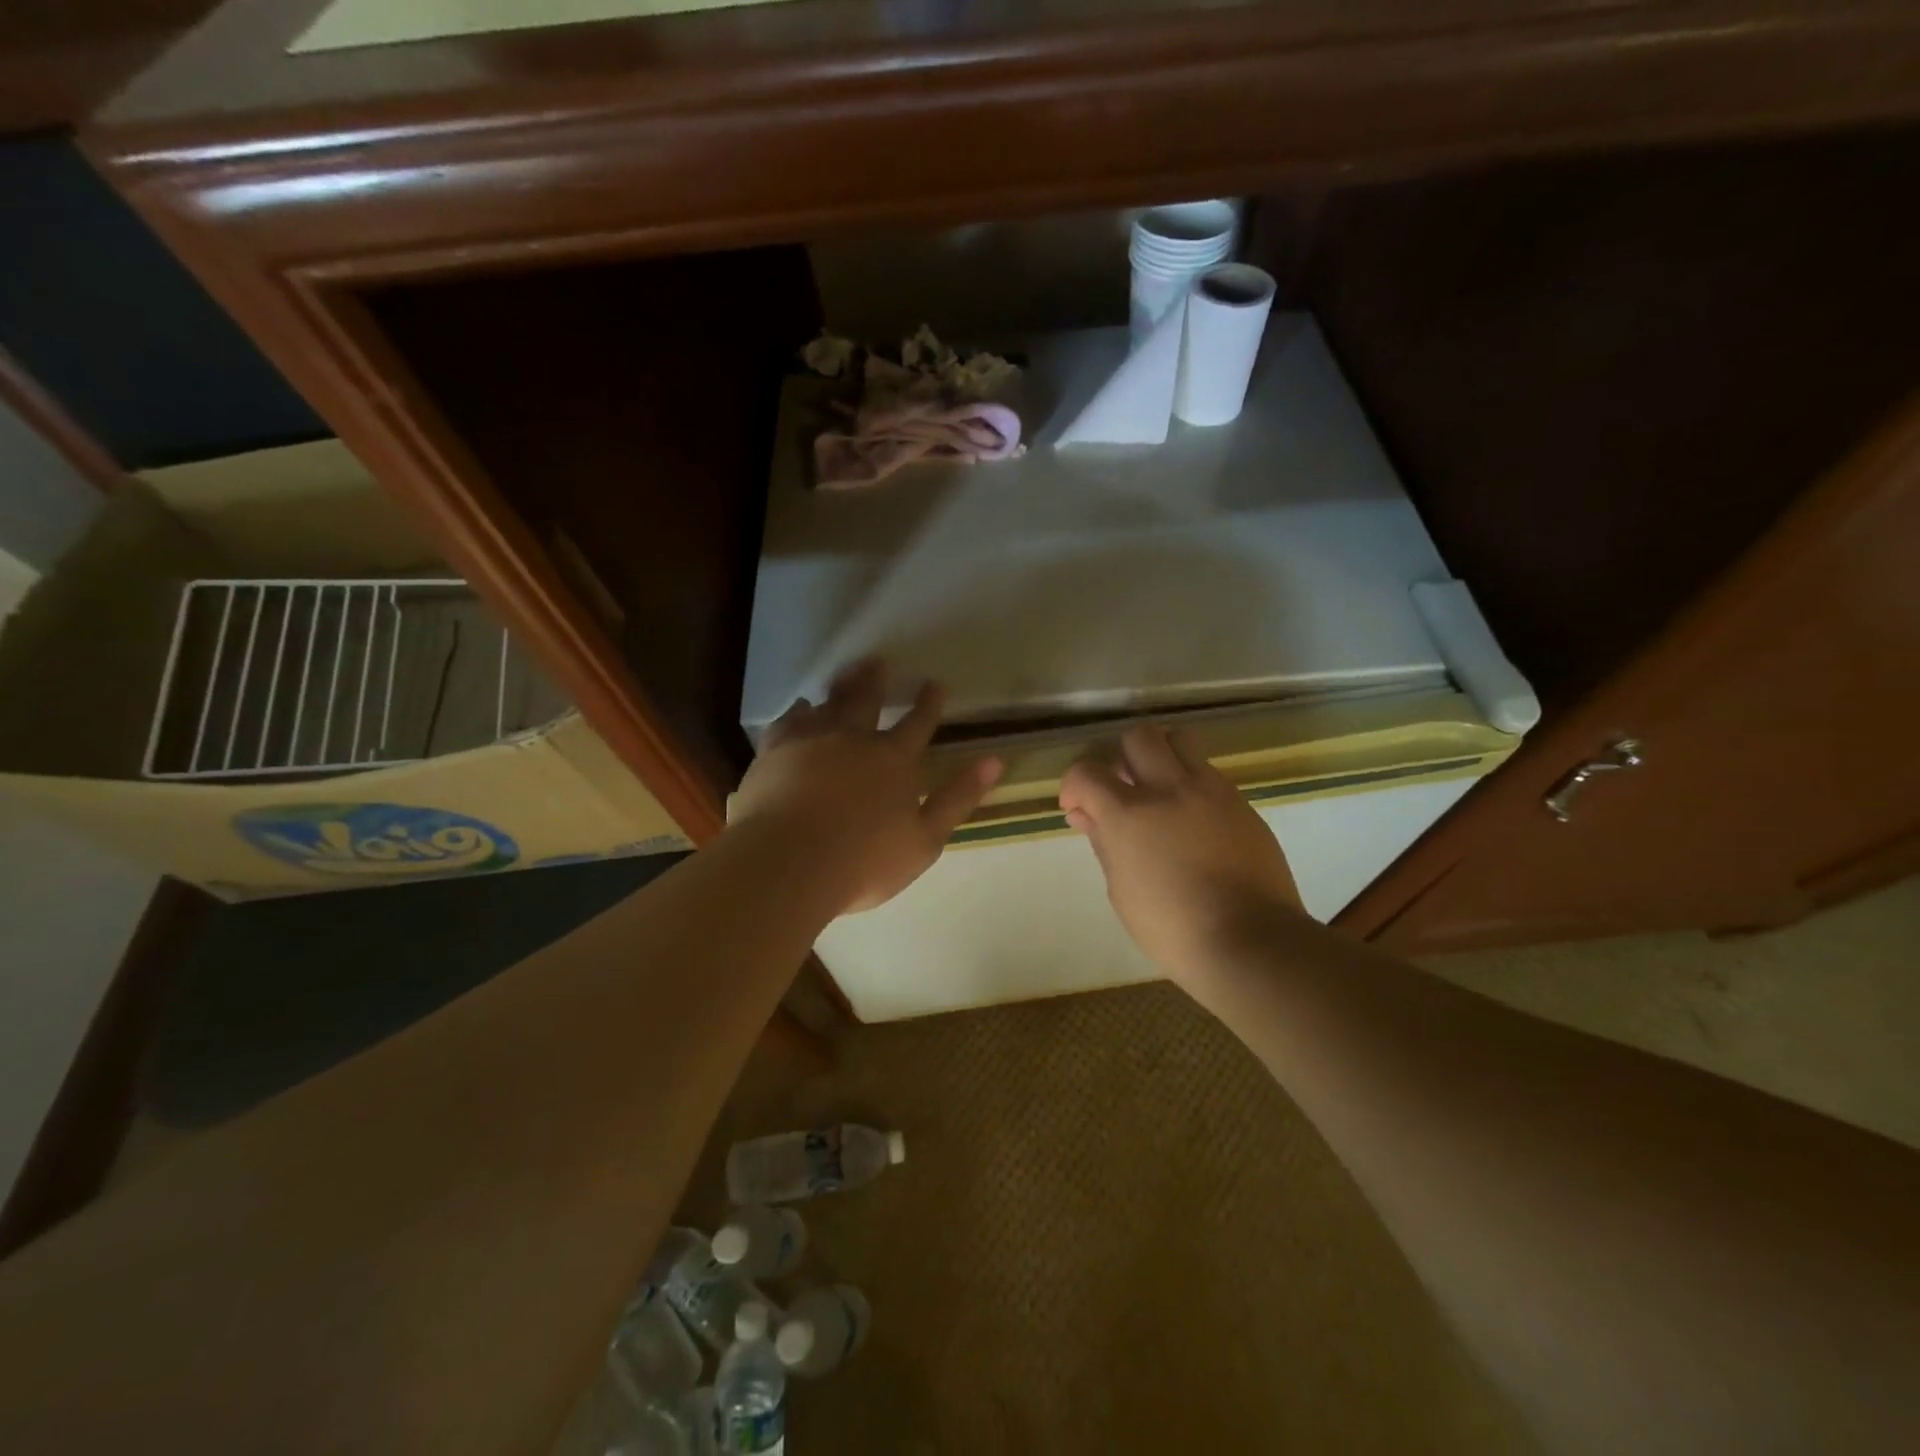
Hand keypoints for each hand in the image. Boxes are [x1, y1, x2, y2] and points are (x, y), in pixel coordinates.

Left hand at [731, 660, 1003, 914]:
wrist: (787, 863)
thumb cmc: (864, 860)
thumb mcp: (926, 839)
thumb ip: (958, 798)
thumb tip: (994, 760)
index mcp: (894, 760)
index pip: (918, 723)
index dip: (929, 703)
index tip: (935, 683)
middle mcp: (853, 738)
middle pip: (867, 699)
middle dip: (876, 680)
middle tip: (878, 661)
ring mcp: (810, 741)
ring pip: (828, 703)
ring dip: (840, 686)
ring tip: (845, 673)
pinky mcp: (774, 751)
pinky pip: (788, 721)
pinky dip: (798, 711)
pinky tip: (800, 708)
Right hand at [1060, 723, 1302, 983]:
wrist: (1251, 940)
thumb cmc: (1173, 928)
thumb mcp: (1122, 889)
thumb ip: (1103, 842)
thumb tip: (1086, 815)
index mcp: (1130, 814)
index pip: (1086, 771)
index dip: (1073, 785)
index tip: (1078, 808)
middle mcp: (1169, 788)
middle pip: (1138, 736)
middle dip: (1120, 756)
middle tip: (1121, 789)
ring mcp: (1211, 791)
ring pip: (1180, 740)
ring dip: (1160, 756)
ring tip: (1158, 791)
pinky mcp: (1241, 802)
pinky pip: (1209, 772)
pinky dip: (1190, 783)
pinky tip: (1191, 818)